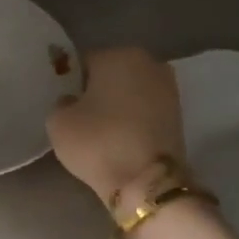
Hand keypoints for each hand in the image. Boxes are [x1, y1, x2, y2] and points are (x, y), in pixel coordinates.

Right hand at [47, 47, 182, 202]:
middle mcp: (149, 63)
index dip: (71, 84)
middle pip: (112, 74)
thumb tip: (73, 102)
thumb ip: (62, 103)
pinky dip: (133, 120)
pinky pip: (145, 110)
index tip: (65, 106)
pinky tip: (120, 138)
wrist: (147, 183)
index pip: (84, 63)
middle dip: (98, 91)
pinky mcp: (179, 115)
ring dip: (117, 105)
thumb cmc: (98, 143)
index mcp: (118, 55)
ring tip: (101, 131)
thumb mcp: (58, 122)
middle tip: (82, 117)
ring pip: (131, 92)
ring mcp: (169, 89)